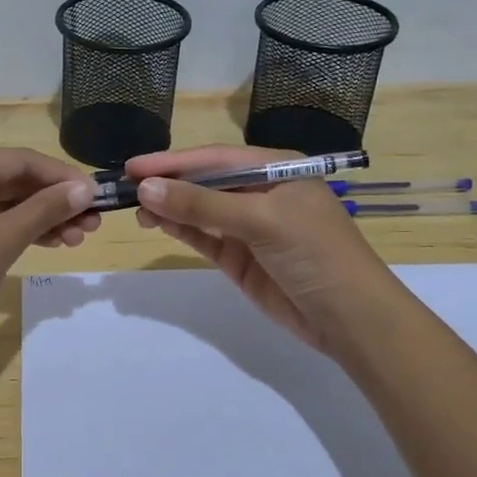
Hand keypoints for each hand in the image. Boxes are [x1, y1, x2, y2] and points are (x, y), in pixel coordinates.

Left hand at [0, 148, 98, 365]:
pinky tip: (48, 244)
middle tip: (92, 225)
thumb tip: (85, 188)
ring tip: (77, 240)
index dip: (62, 177)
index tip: (97, 197)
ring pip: (3, 204)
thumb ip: (45, 210)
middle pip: (12, 180)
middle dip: (54, 200)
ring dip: (40, 218)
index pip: (21, 160)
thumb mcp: (3, 240)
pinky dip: (18, 231)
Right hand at [128, 145, 378, 350]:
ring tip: (136, 209)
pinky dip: (180, 229)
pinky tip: (156, 223)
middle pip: (204, 181)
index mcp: (276, 169)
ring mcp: (249, 226)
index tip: (133, 166)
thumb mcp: (261, 220)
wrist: (349, 318)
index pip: (215, 158)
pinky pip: (203, 236)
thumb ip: (202, 204)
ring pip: (200, 209)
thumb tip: (146, 189)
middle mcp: (260, 191)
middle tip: (126, 188)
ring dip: (169, 207)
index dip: (174, 161)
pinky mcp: (240, 257)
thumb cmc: (315, 253)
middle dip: (168, 183)